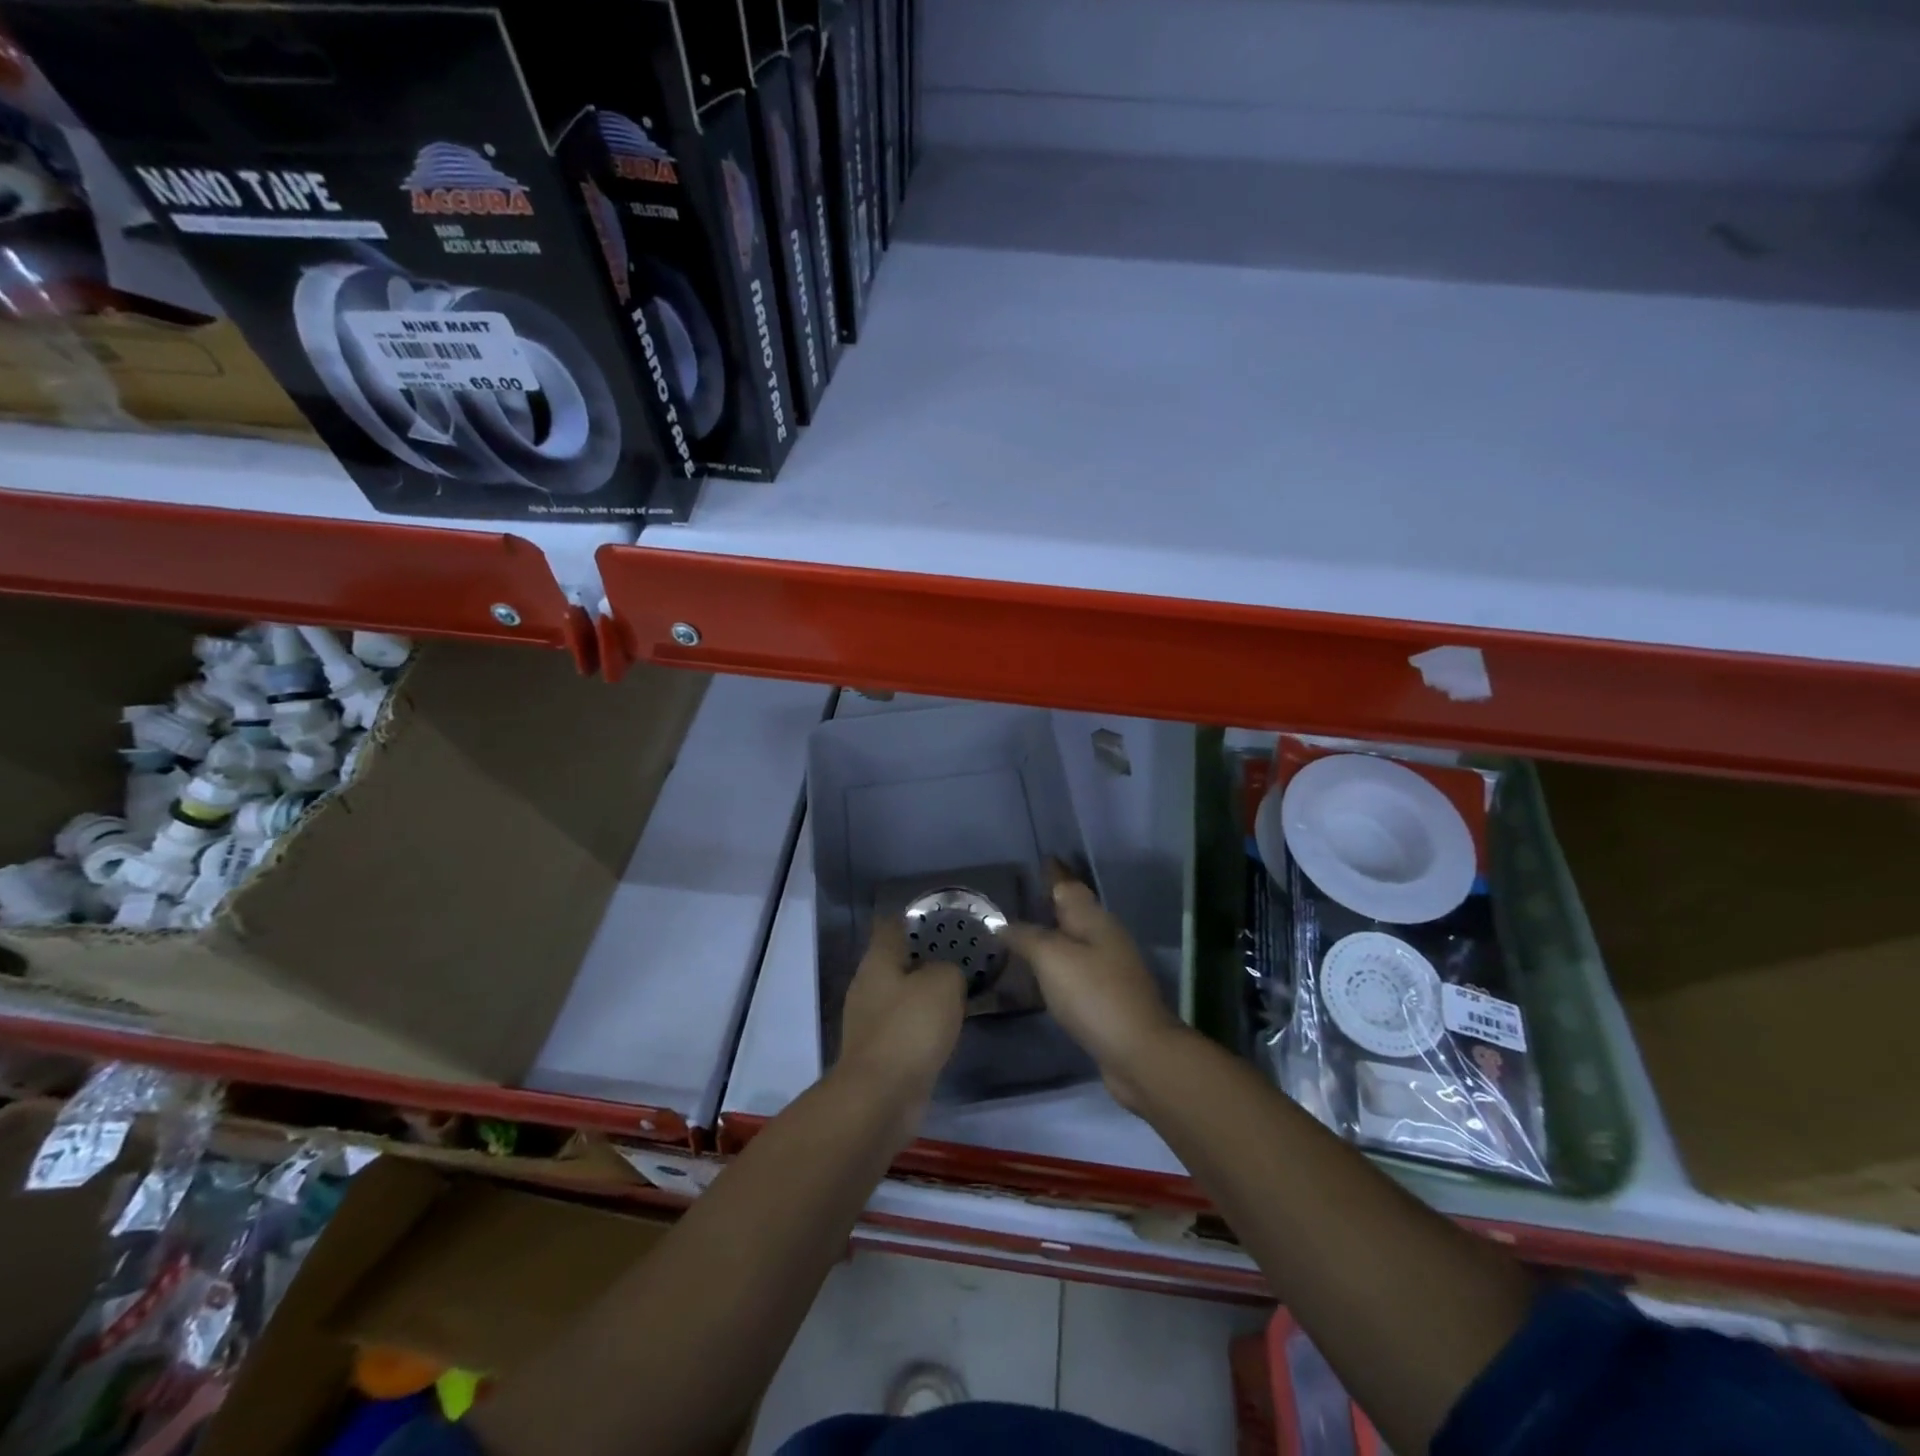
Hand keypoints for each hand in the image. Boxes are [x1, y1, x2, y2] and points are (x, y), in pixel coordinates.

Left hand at [839, 915, 965, 1107]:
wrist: (882, 1097)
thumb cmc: (910, 1028)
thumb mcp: (943, 984)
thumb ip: (948, 969)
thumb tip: (945, 975)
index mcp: (878, 960)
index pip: (891, 925)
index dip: (913, 917)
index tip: (939, 917)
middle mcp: (868, 985)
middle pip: (896, 960)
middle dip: (924, 957)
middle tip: (958, 955)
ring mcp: (870, 1021)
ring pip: (901, 995)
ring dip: (925, 993)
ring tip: (958, 991)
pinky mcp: (879, 1052)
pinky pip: (905, 1026)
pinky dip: (923, 1024)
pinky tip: (946, 1028)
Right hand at [1002, 870, 1184, 1109]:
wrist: (1139, 1052)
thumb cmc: (1094, 995)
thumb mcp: (1052, 958)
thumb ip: (1026, 936)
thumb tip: (1001, 923)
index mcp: (1094, 920)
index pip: (1068, 886)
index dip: (1051, 874)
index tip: (1034, 863)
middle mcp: (1105, 937)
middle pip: (1073, 913)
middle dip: (1047, 906)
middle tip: (1014, 903)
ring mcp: (1110, 969)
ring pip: (1074, 943)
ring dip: (1051, 938)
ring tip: (1018, 939)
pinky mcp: (1107, 998)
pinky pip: (1075, 971)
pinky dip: (1056, 968)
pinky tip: (1039, 978)